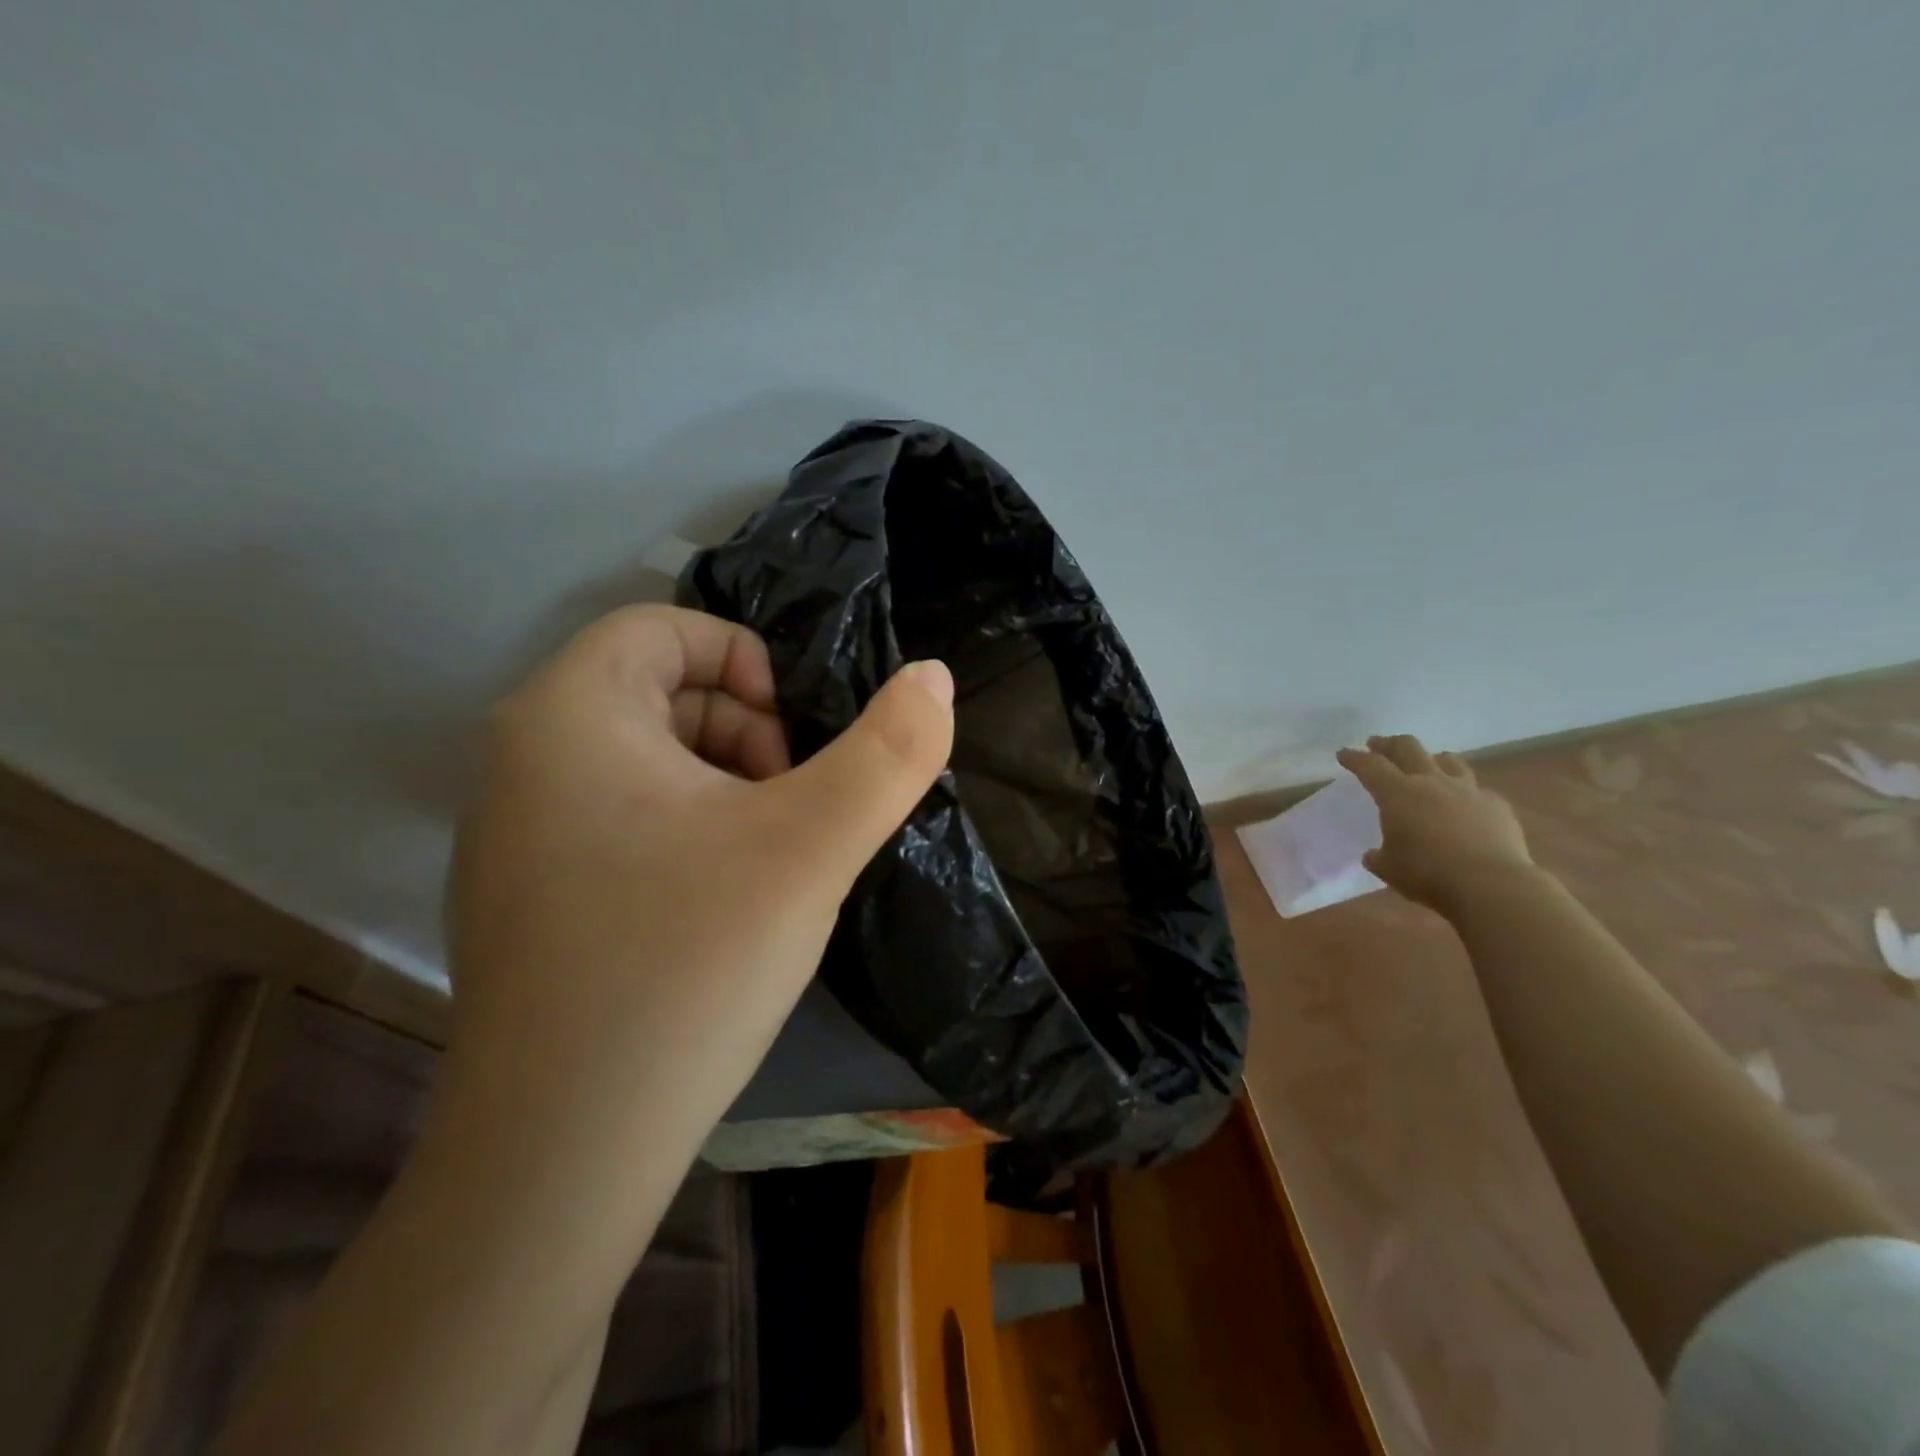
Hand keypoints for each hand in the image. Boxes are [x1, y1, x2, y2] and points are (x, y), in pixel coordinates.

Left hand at [437, 604, 953, 1247]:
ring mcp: (514, 835)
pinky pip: (623, 821)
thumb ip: (889, 753)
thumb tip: (935, 677)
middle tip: (794, 812)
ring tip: (772, 862)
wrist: (559, 1160)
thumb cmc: (685, 967)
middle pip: (660, 692)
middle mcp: (520, 760)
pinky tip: (724, 908)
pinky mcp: (529, 899)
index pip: (666, 628)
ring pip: (647, 761)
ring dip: (727, 788)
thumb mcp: (810, 847)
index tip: (799, 744)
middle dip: (747, 732)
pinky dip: (689, 834)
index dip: (749, 664)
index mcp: (568, 715)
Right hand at [1336, 734, 1532, 913]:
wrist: (1492, 885)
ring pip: (1447, 760)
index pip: (1370, 766)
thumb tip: (1374, 855)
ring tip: (1426, 765)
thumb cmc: (1428, 874)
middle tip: (1378, 745)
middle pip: (1408, 747)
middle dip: (1389, 744)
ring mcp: (1468, 791)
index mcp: (1397, 794)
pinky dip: (1464, 792)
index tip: (1344, 754)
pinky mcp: (1497, 805)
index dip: (1354, 758)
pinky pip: (1477, 789)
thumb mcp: (1389, 869)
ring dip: (1431, 759)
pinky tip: (1464, 806)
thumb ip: (1379, 856)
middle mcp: (1431, 782)